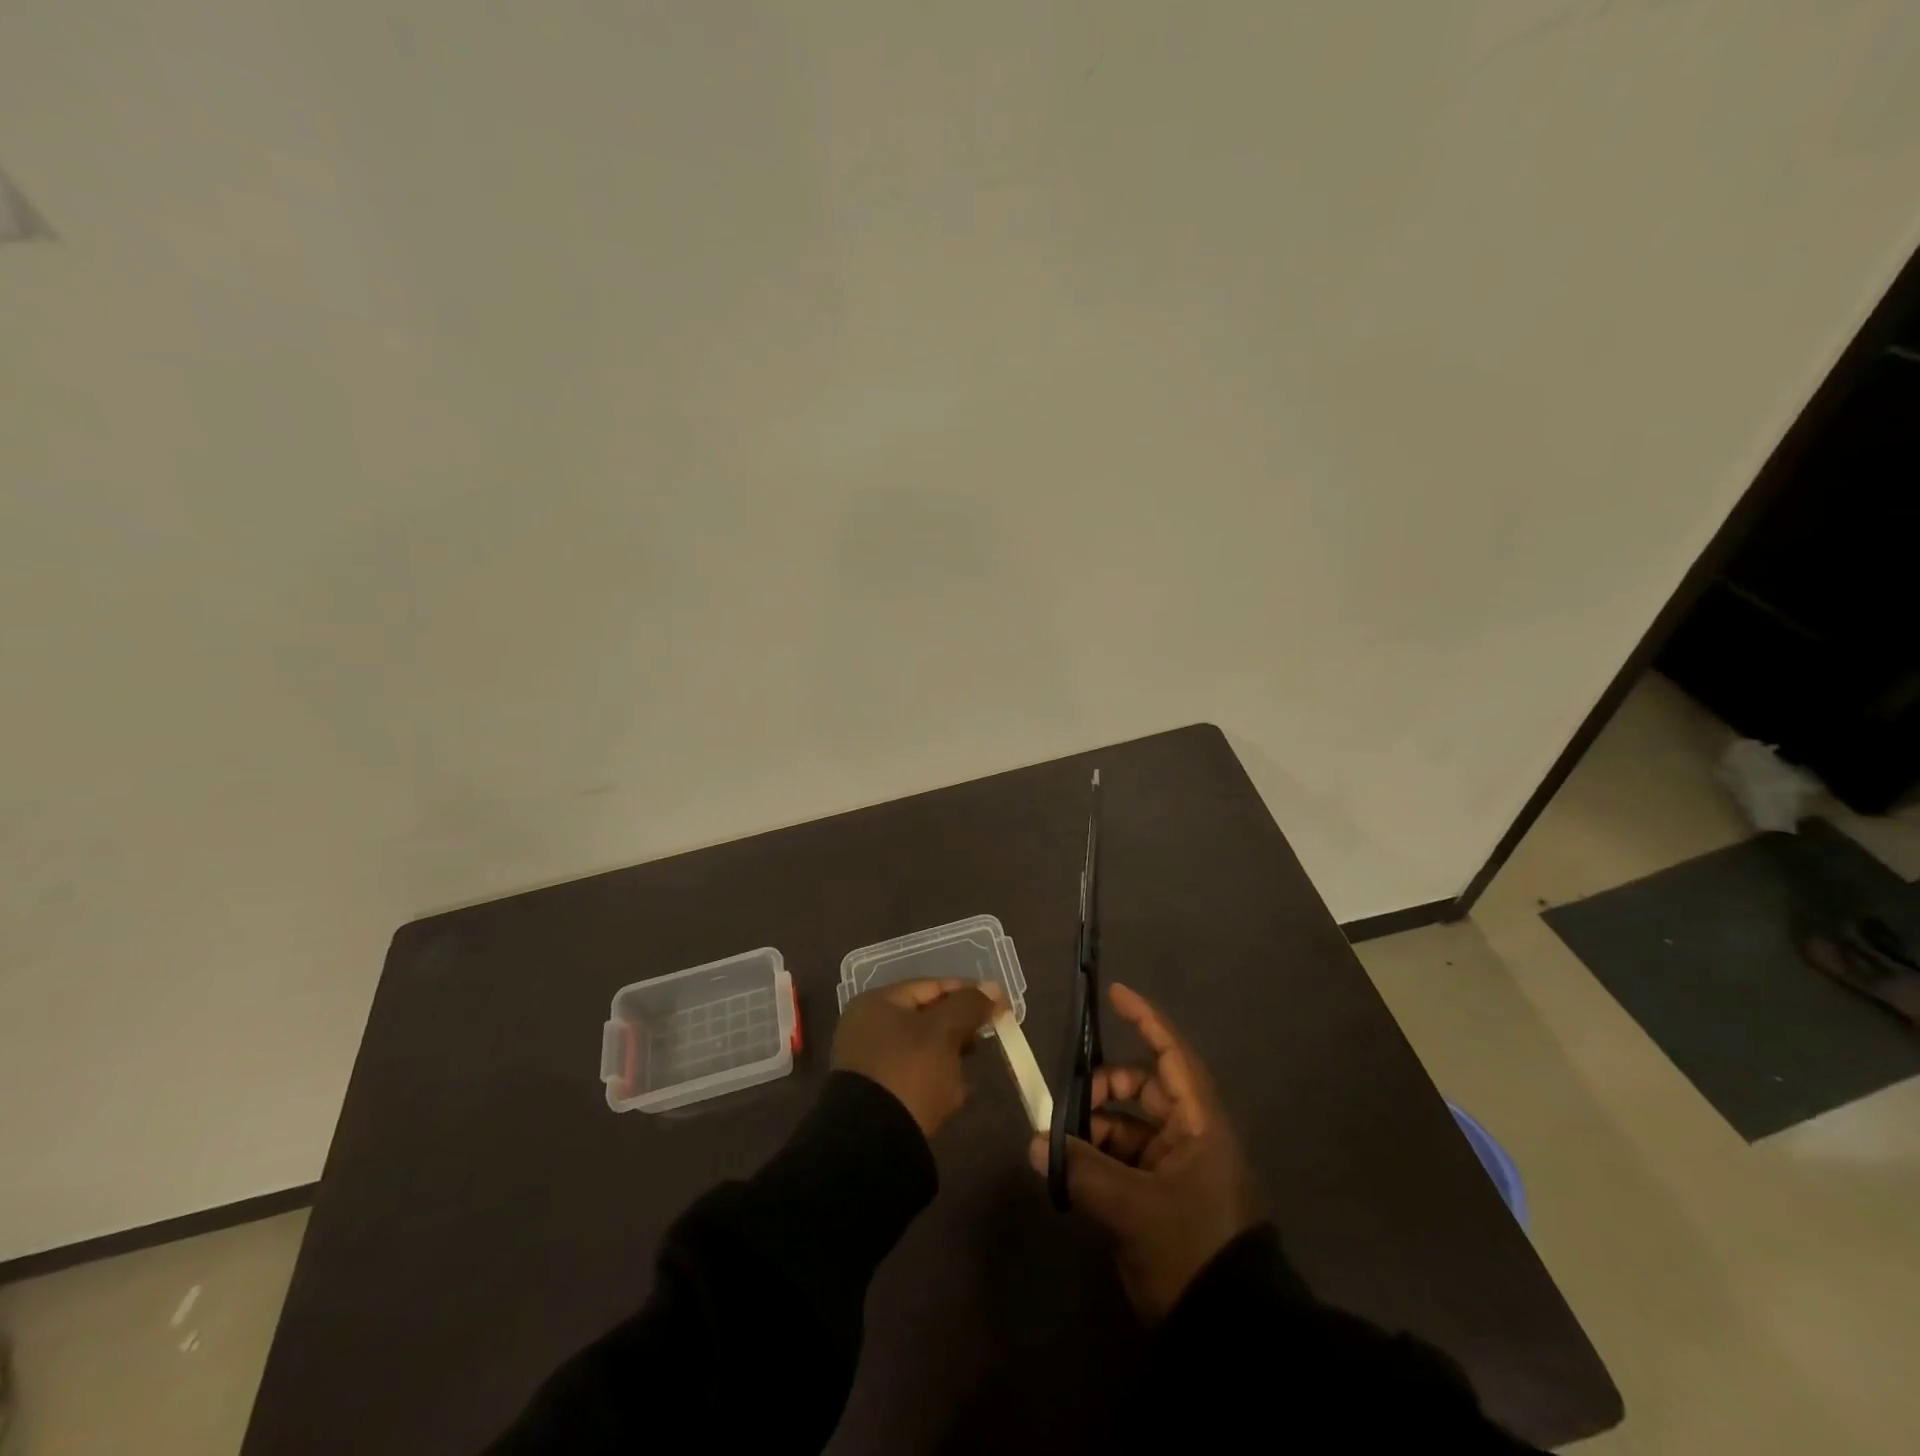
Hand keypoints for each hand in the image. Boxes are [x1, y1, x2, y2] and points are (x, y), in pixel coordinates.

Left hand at [832, 978, 999, 1137]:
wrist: (873, 1144)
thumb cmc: (909, 1073)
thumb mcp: (944, 1032)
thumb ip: (969, 1006)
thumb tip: (993, 989)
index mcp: (877, 1003)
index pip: (931, 987)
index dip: (968, 993)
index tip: (999, 1004)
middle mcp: (868, 1028)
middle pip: (927, 1019)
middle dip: (960, 1030)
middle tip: (987, 1039)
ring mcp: (870, 1063)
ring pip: (924, 1051)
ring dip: (951, 1060)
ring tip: (970, 1075)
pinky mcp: (877, 1096)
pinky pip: (915, 1079)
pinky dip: (937, 1084)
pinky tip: (955, 1098)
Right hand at [1029, 982, 1262, 1323]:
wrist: (1231, 1333)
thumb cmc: (1192, 1251)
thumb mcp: (1134, 1210)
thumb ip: (1082, 1170)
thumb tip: (1037, 1142)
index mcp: (1200, 1124)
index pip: (1172, 1054)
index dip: (1145, 1020)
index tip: (1114, 994)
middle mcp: (1191, 1135)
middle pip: (1144, 1087)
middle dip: (1105, 1087)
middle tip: (1069, 1101)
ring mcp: (1178, 1166)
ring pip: (1131, 1125)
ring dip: (1096, 1127)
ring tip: (1062, 1146)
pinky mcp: (1165, 1196)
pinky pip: (1127, 1158)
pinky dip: (1100, 1156)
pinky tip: (1072, 1172)